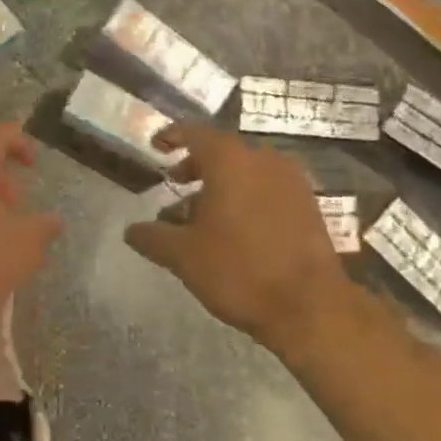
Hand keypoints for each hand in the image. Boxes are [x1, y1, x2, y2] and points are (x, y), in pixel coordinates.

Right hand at [124, 121, 350, 349]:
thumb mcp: (184, 256)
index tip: (156, 145)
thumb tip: (131, 230)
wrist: (309, 306)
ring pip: (247, 171)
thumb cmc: (239, 270)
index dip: (172, 136)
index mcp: (231, 160)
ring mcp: (291, 181)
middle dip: (195, 166)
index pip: (195, 133)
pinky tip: (234, 229)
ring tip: (200, 215)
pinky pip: (268, 188)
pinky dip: (246, 197)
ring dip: (221, 185)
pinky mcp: (308, 204)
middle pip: (223, 152)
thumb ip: (152, 237)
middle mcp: (263, 159)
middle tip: (175, 183)